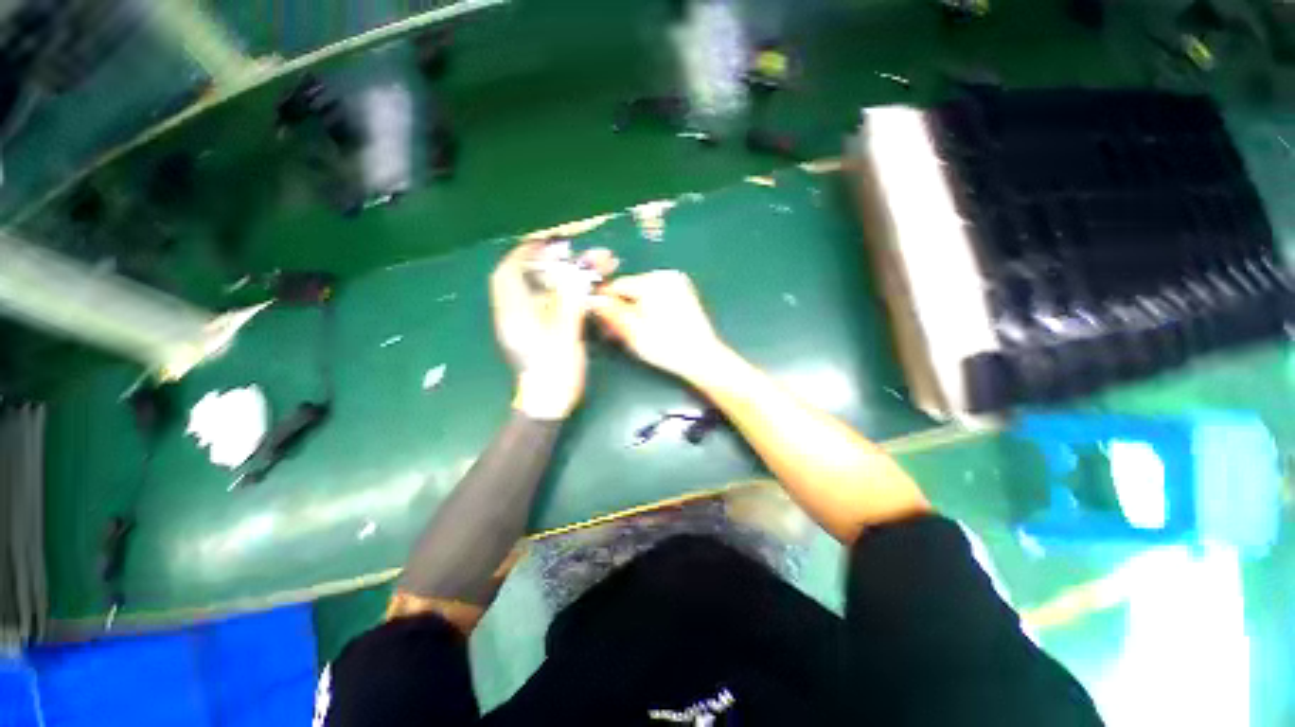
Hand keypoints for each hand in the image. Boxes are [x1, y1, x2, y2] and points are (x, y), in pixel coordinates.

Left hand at [491, 242, 616, 419]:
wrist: (550, 404)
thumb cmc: (552, 374)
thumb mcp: (562, 337)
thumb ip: (569, 304)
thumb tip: (577, 275)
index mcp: (515, 314)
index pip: (509, 272)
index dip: (525, 252)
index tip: (548, 242)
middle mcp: (520, 314)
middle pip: (533, 278)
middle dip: (558, 262)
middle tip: (582, 253)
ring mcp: (533, 323)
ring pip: (549, 290)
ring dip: (570, 277)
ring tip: (600, 266)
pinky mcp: (546, 331)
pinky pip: (558, 304)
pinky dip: (573, 293)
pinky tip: (593, 289)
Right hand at [592, 271, 729, 384]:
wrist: (701, 357)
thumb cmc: (667, 347)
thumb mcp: (633, 332)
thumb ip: (612, 313)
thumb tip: (593, 299)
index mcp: (653, 282)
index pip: (617, 285)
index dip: (605, 303)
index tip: (599, 319)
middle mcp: (666, 276)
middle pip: (630, 289)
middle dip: (620, 308)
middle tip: (613, 331)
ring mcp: (677, 283)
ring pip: (642, 293)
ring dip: (632, 309)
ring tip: (630, 331)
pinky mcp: (683, 293)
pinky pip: (656, 296)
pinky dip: (647, 308)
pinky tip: (645, 326)